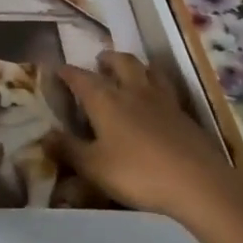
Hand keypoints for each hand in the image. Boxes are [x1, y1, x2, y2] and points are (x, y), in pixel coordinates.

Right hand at [57, 53, 242, 235]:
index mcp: (105, 99)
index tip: (56, 69)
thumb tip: (44, 136)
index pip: (80, 77)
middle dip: (107, 59)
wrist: (198, 183)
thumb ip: (68, 149)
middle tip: (99, 62)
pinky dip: (156, 85)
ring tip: (130, 71)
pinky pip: (166, 88)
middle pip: (120, 62)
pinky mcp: (184, 114)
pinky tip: (156, 100)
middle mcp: (132, 91)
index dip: (66, 72)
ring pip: (148, 70)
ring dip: (136, 66)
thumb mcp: (94, 167)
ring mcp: (162, 100)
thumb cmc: (137, 173)